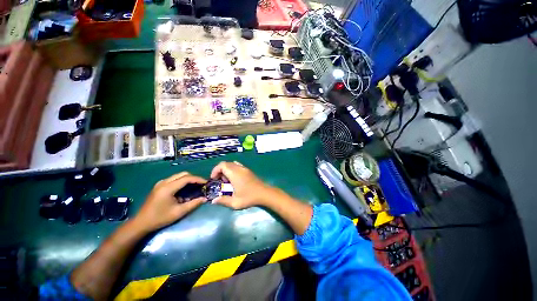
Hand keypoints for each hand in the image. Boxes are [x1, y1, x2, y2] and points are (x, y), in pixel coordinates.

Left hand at [133, 172, 206, 231]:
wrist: (141, 223)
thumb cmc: (160, 218)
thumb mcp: (179, 212)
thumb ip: (193, 204)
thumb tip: (205, 198)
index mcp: (168, 188)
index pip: (186, 178)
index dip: (198, 179)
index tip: (206, 183)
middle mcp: (164, 182)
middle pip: (183, 174)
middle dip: (193, 178)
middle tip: (201, 185)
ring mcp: (160, 183)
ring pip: (178, 176)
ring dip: (187, 179)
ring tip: (194, 187)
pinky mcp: (159, 186)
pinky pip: (173, 179)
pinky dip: (181, 182)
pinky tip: (184, 190)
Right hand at [210, 161, 273, 208]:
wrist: (264, 193)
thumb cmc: (249, 197)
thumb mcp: (235, 202)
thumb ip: (223, 201)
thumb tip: (213, 200)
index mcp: (235, 174)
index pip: (222, 165)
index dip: (215, 170)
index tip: (214, 179)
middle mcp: (239, 168)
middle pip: (226, 163)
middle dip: (220, 171)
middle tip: (220, 181)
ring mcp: (245, 168)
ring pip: (232, 164)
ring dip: (226, 170)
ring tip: (227, 181)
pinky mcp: (248, 170)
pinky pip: (237, 166)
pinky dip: (233, 170)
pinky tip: (235, 179)